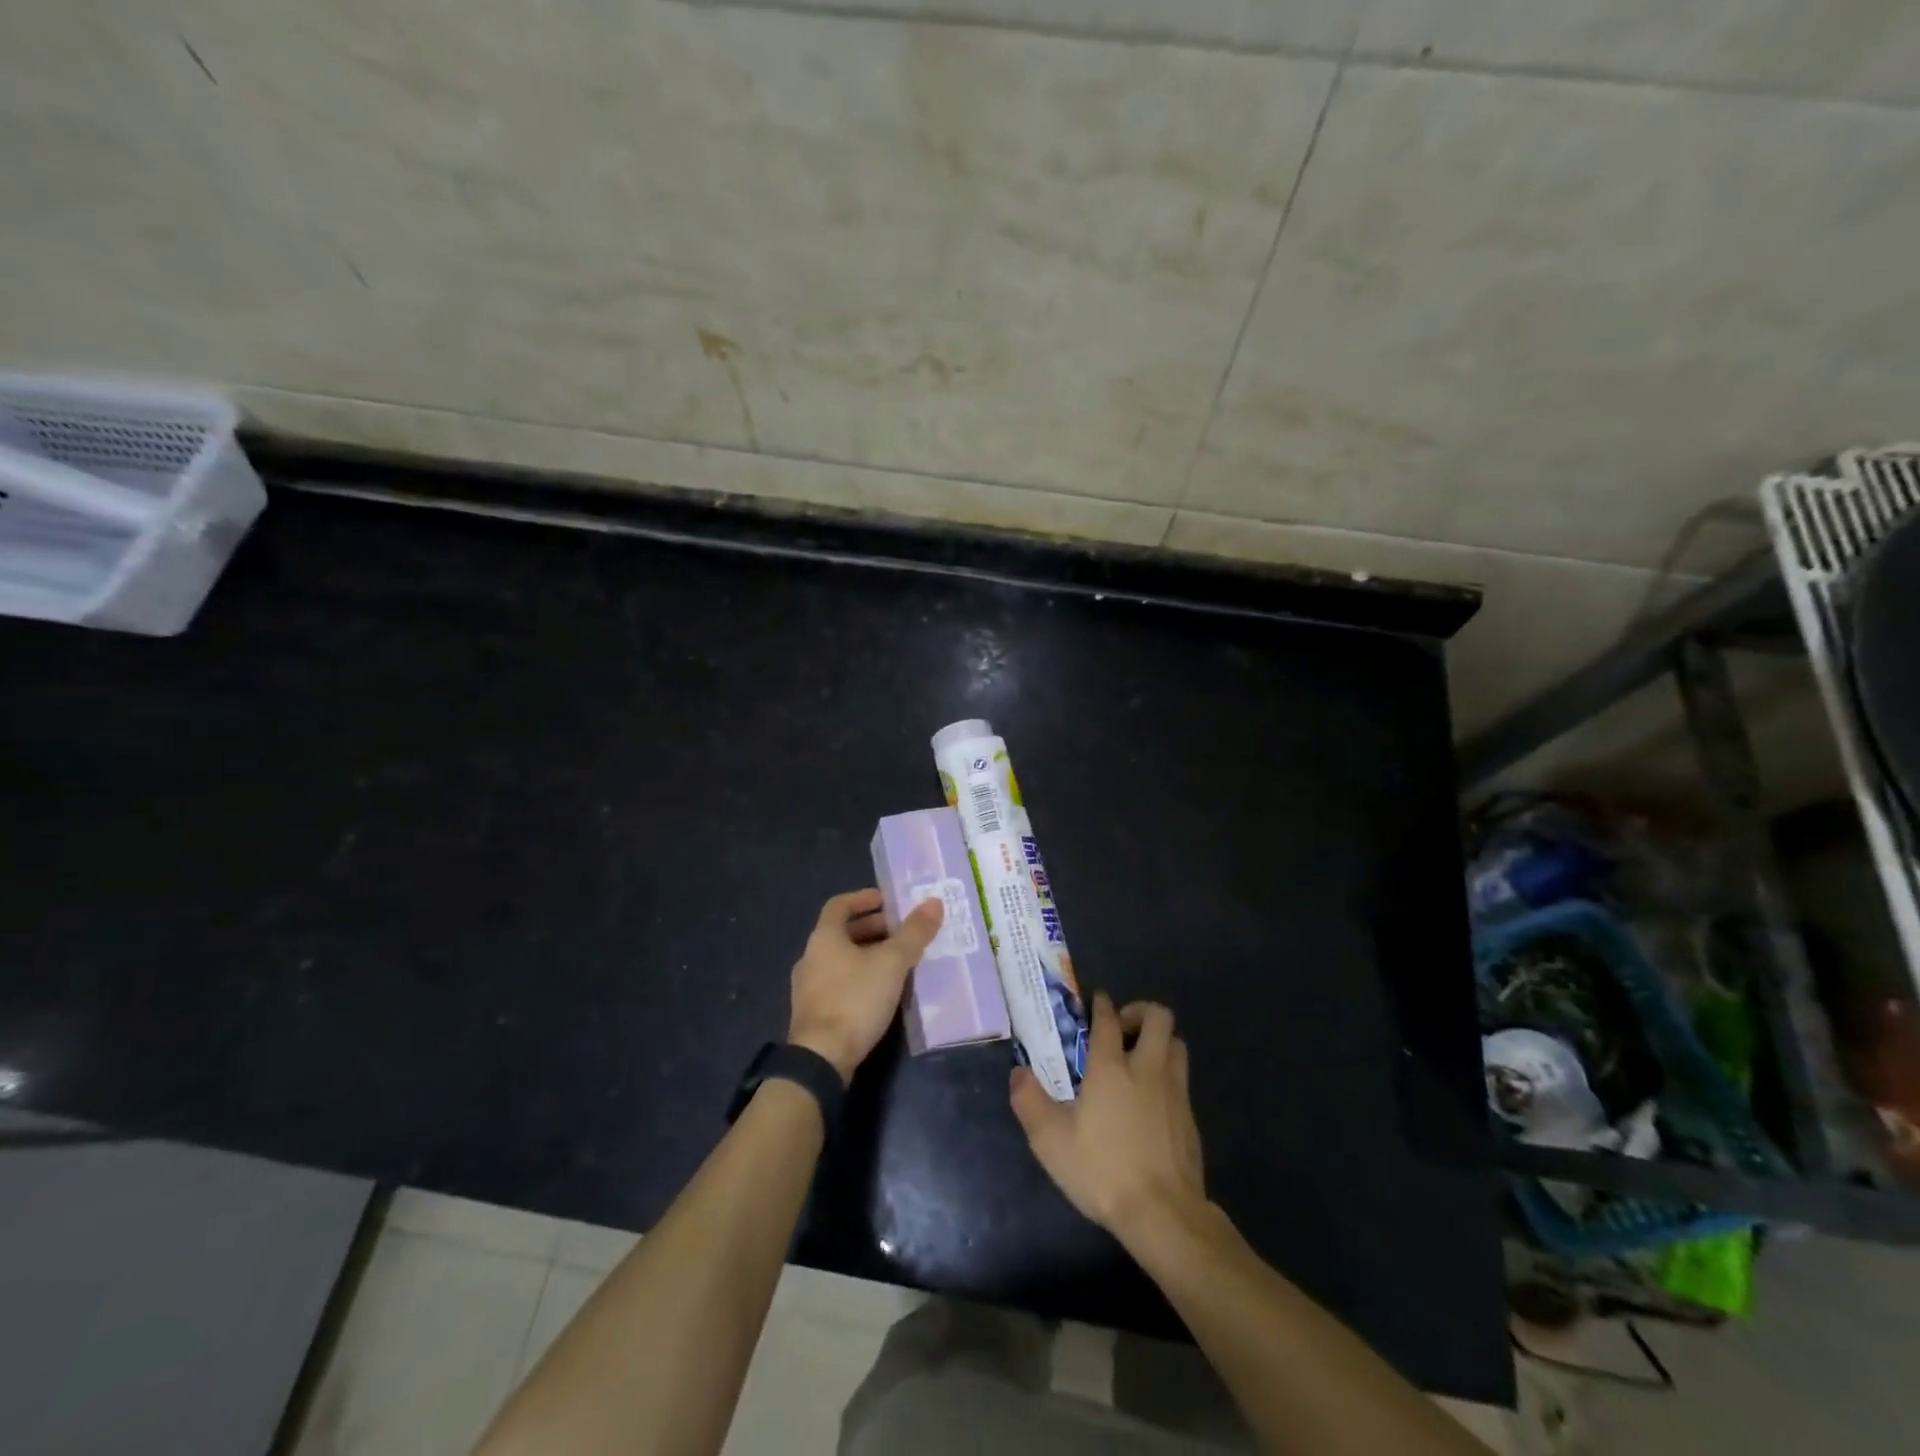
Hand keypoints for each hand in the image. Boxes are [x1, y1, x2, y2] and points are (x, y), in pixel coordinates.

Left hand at [789, 888, 943, 1082]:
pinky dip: (861, 977)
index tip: (887, 900)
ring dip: (868, 954)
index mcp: (824, 937)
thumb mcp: (892, 963)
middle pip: (842, 932)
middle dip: (873, 928)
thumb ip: (914, 933)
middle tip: (902, 932)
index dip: (863, 898)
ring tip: (899, 961)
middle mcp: (810, 956)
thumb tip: (934, 902)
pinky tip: (882, 992)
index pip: (840, 905)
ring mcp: (808, 987)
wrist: (821, 1059)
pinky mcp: (814, 1013)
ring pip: (841, 959)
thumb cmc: (855, 999)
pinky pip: (839, 982)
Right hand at [1010, 993, 1206, 1246]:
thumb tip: (1017, 1072)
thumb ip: (1030, 1102)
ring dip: (1159, 1041)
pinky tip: (1151, 1100)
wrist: (1163, 1213)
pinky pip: (1182, 1077)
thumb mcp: (1051, 1141)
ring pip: (1177, 1043)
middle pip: (1158, 1016)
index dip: (1101, 1004)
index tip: (1097, 1000)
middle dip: (1140, 1012)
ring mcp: (1174, 1091)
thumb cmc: (1103, 1170)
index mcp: (1111, 1067)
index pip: (1108, 1018)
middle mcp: (1146, 1068)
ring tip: (1139, 1058)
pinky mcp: (1190, 1116)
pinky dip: (1167, 1074)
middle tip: (1122, 1029)